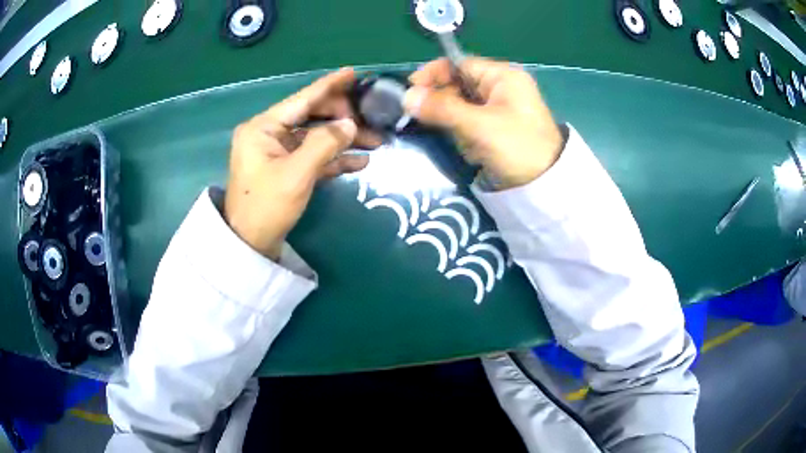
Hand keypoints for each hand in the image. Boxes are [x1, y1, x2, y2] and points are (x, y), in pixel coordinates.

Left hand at [224, 68, 381, 259]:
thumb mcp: (297, 174)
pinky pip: (312, 157)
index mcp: (263, 127)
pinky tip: (360, 162)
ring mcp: (277, 153)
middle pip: (311, 117)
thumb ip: (325, 144)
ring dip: (344, 140)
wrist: (249, 244)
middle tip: (371, 120)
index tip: (353, 72)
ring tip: (376, 141)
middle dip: (342, 119)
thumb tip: (350, 124)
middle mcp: (269, 134)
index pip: (302, 99)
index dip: (329, 86)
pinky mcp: (285, 169)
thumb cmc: (267, 206)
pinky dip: (334, 159)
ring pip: (316, 138)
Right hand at [404, 58, 563, 190]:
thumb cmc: (517, 147)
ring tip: (470, 144)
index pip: (459, 65)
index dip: (434, 75)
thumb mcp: (478, 125)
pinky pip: (471, 123)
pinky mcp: (498, 126)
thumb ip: (442, 108)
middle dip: (447, 106)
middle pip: (458, 85)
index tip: (411, 91)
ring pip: (461, 107)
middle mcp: (501, 86)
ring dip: (458, 125)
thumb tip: (406, 96)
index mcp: (502, 76)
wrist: (545, 186)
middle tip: (436, 124)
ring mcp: (500, 106)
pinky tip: (476, 150)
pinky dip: (467, 135)